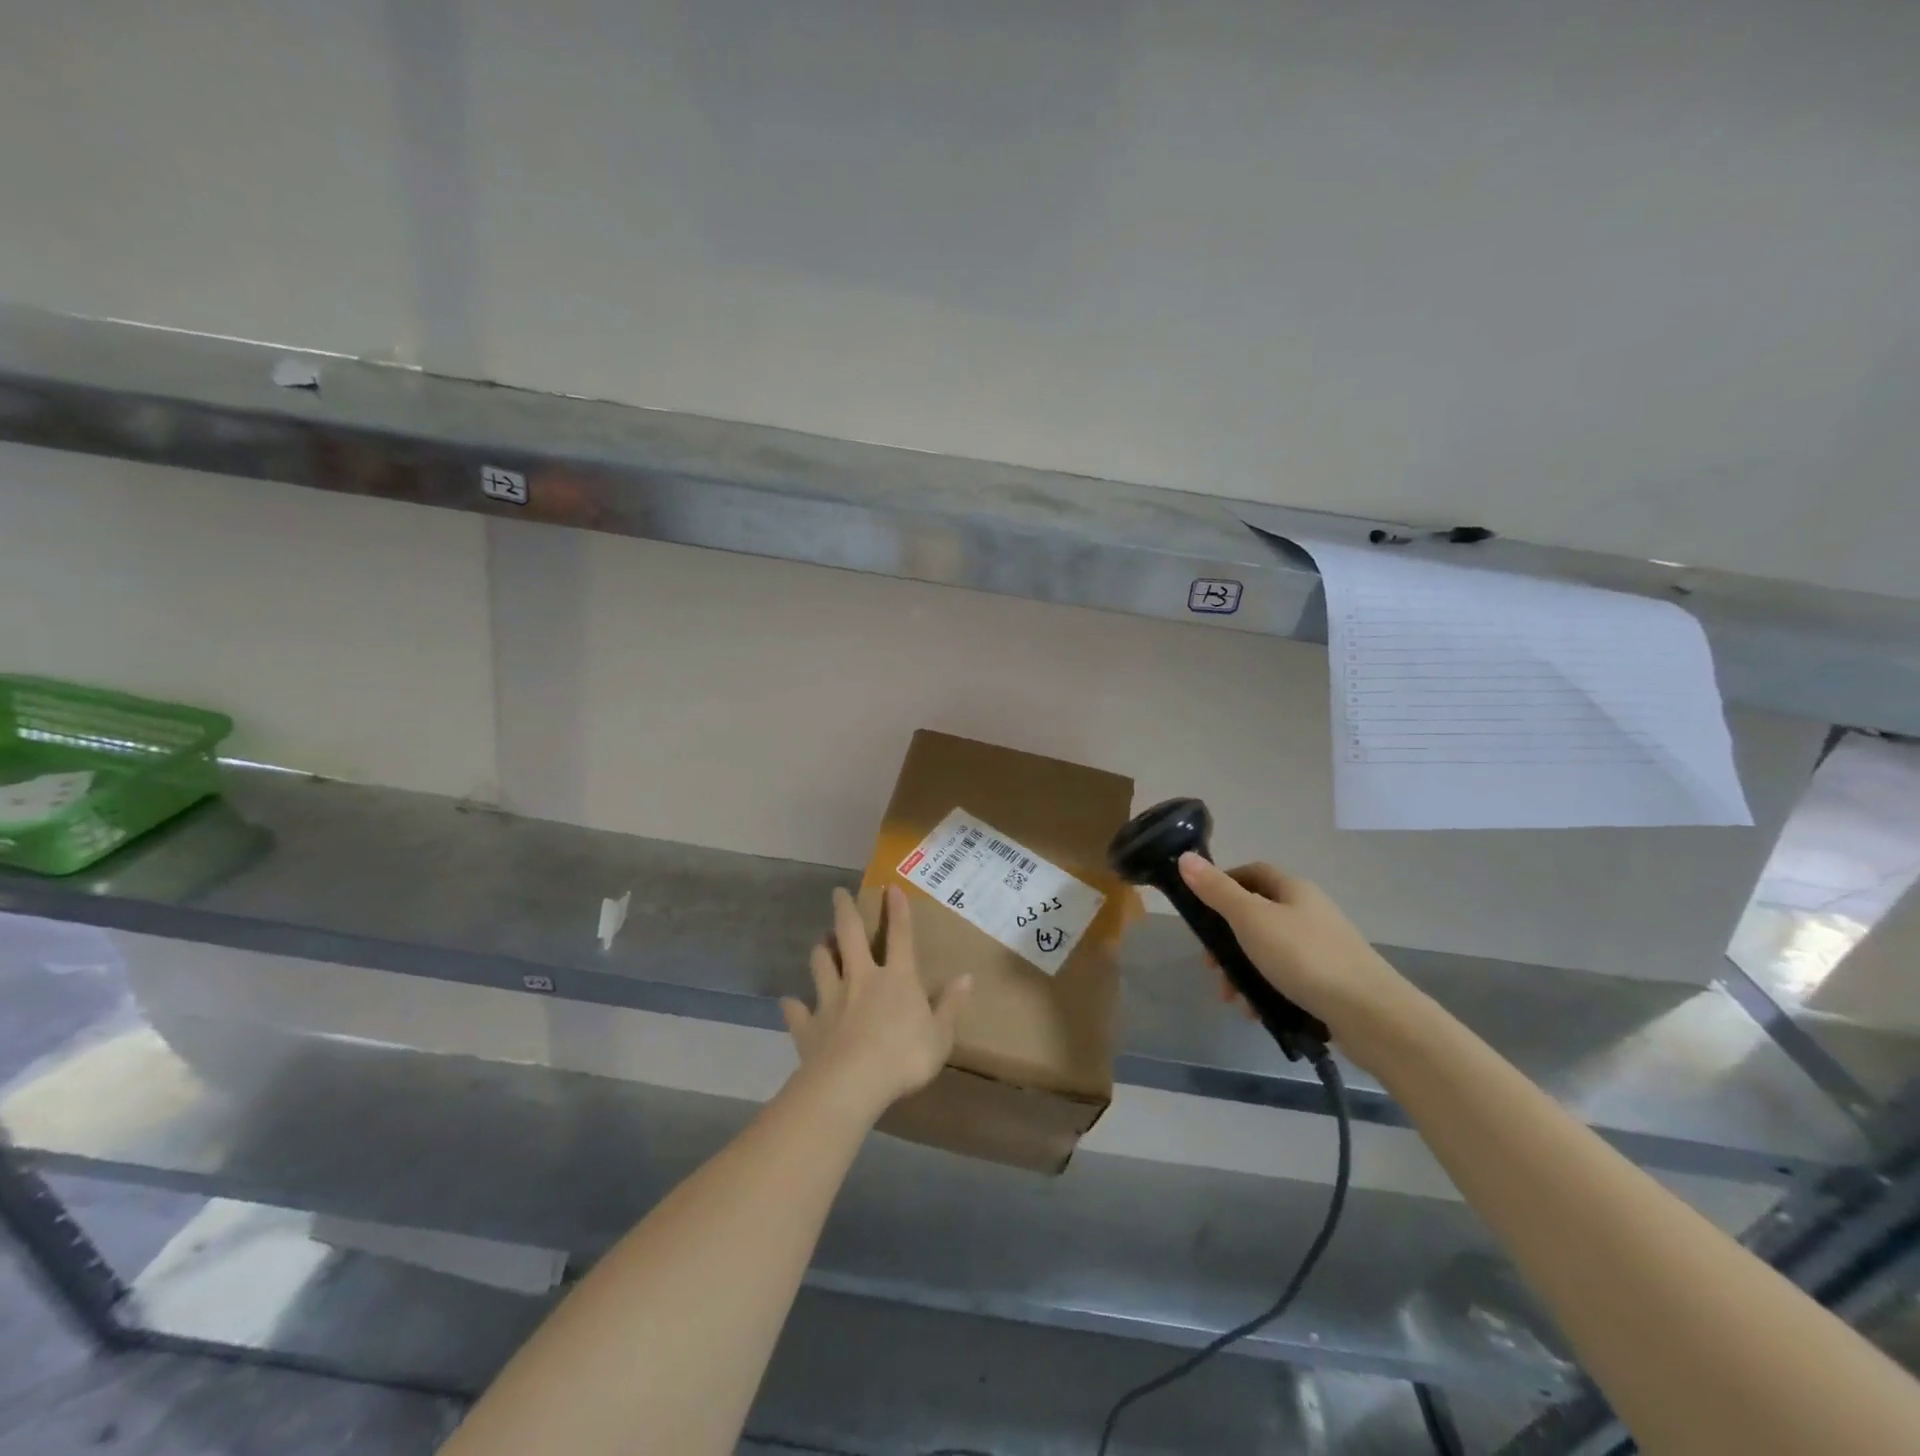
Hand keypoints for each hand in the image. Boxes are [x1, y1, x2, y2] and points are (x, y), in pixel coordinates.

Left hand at [781, 886, 971, 1120]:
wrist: (851, 1084)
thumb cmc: (904, 1058)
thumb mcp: (941, 1035)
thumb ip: (951, 1005)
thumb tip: (967, 977)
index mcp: (897, 979)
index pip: (900, 936)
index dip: (898, 911)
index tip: (890, 887)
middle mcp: (861, 979)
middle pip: (850, 936)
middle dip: (844, 911)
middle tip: (837, 893)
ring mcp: (831, 1000)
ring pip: (821, 964)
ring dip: (820, 950)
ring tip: (820, 942)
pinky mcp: (809, 1025)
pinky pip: (797, 1011)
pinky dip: (793, 1005)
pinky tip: (789, 1002)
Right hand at [1177, 852, 1411, 1041]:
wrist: (1372, 1015)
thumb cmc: (1305, 957)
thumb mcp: (1251, 920)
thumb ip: (1216, 891)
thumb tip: (1185, 858)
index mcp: (1293, 890)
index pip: (1252, 872)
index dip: (1223, 884)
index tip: (1200, 909)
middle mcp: (1309, 912)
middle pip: (1256, 915)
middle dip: (1227, 940)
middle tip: (1210, 964)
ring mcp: (1321, 948)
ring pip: (1268, 951)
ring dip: (1242, 971)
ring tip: (1231, 998)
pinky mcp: (1329, 981)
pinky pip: (1285, 978)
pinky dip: (1265, 991)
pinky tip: (1256, 1012)